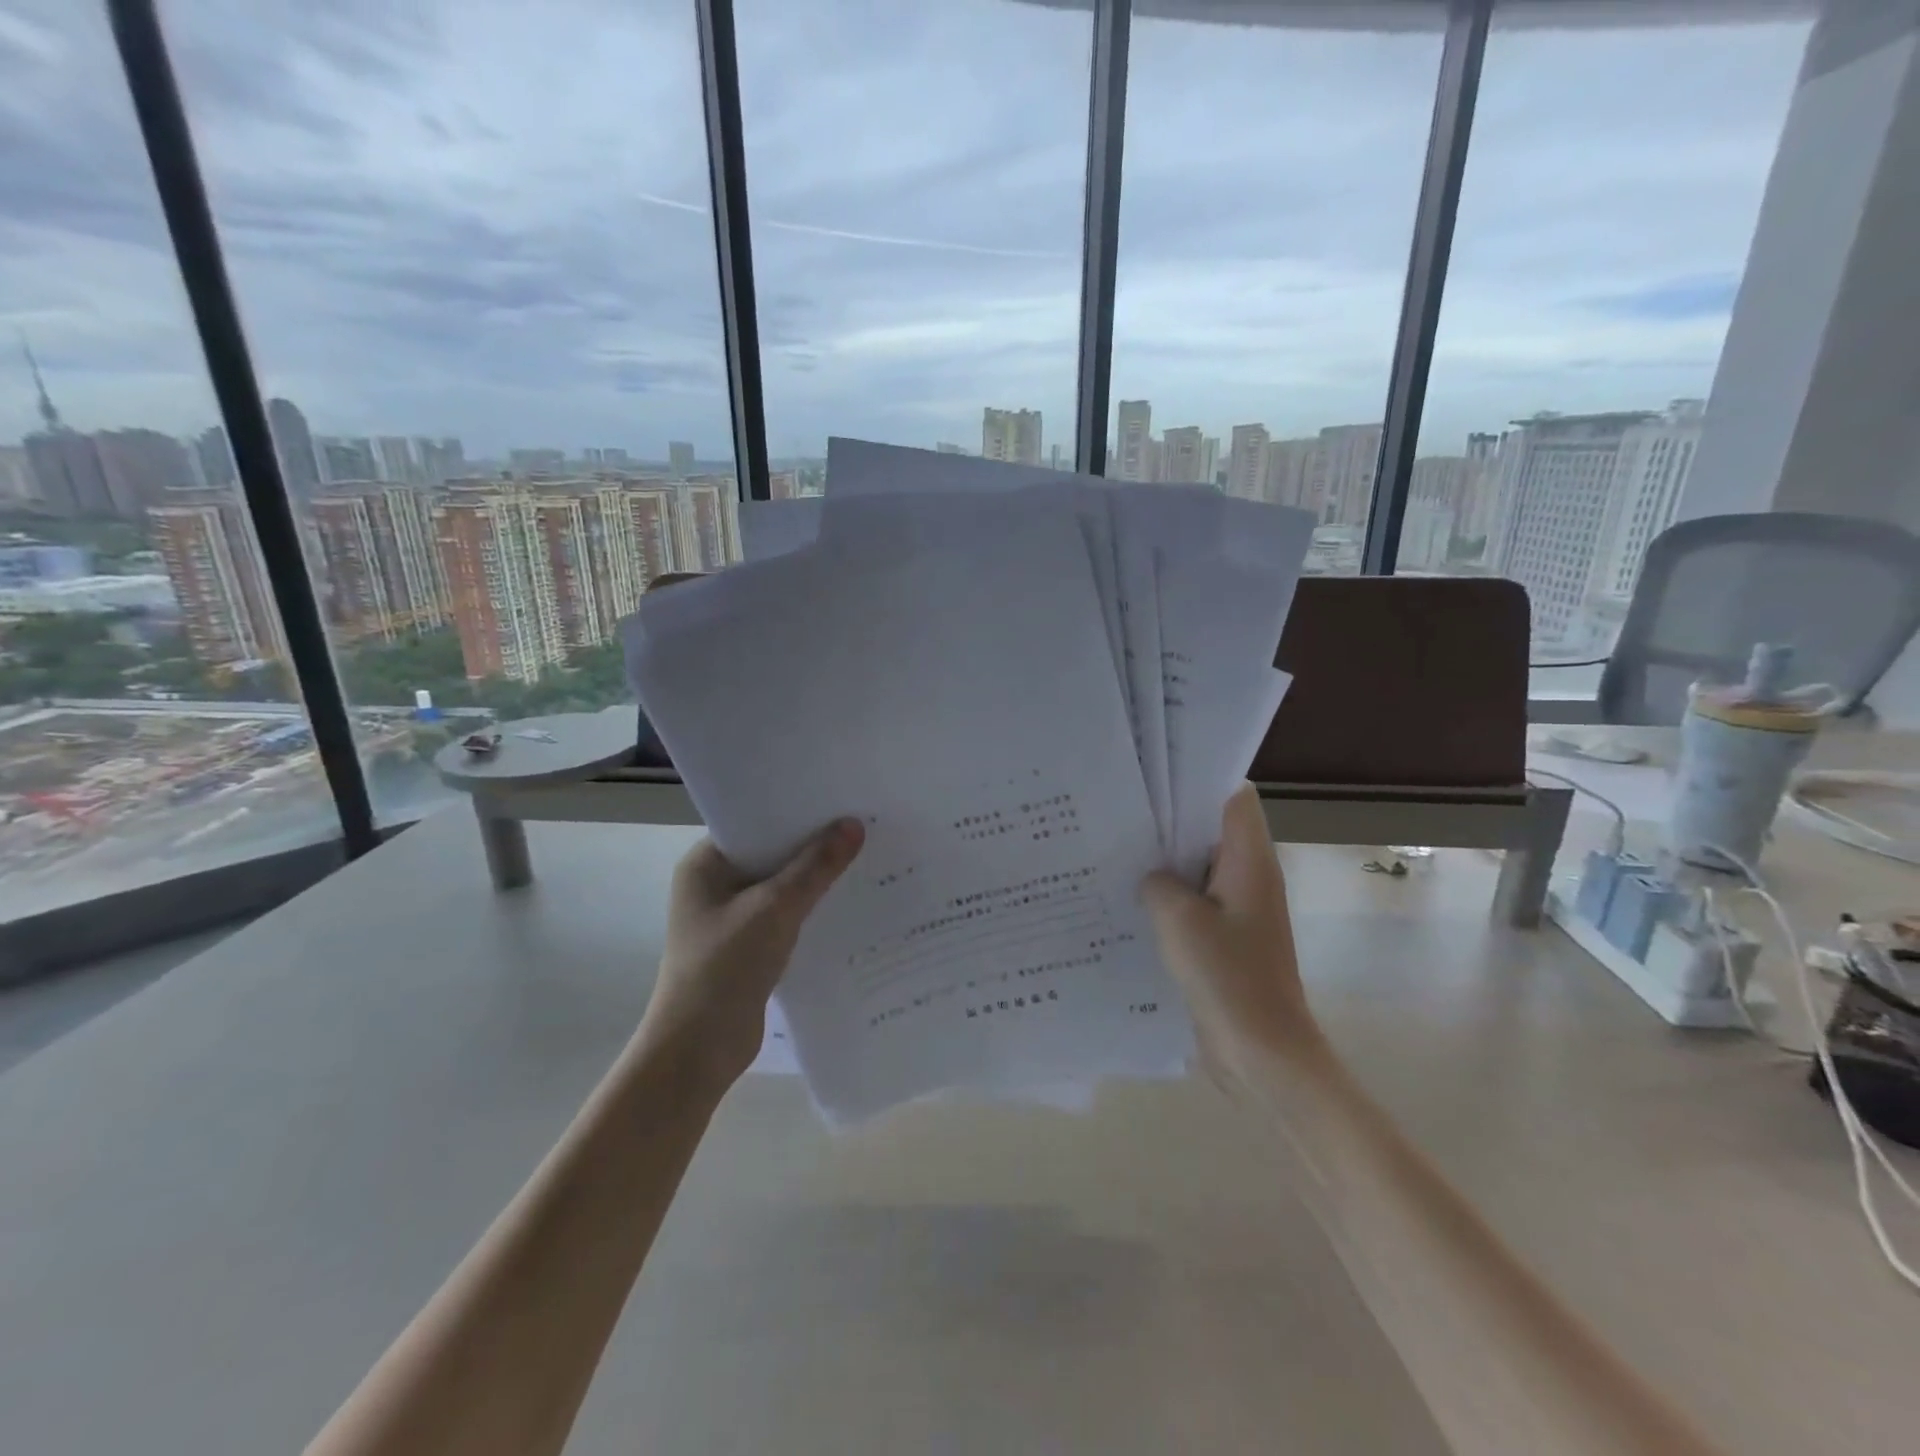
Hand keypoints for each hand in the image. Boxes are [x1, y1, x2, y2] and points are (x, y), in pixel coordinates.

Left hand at [639, 819, 864, 1094]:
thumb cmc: (725, 967)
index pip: (755, 821)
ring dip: (816, 878)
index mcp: (705, 863)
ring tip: (866, 857)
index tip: (839, 797)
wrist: (698, 1050)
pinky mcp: (748, 945)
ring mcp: (731, 916)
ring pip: (782, 885)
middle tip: (863, 823)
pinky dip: (812, 908)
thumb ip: (815, 867)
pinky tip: (850, 902)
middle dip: (813, 843)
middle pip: (772, 852)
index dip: (796, 809)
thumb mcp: (775, 909)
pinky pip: (786, 914)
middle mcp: (715, 884)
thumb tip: (853, 825)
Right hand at [1141, 783, 1327, 1085]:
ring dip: (1165, 863)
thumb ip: (1157, 883)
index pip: (1232, 797)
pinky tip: (1128, 903)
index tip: (1152, 779)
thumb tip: (1151, 878)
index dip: (1197, 781)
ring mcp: (1240, 910)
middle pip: (1210, 830)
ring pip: (1199, 868)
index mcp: (1249, 860)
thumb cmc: (1228, 978)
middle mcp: (1249, 876)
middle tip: (1119, 813)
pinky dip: (1168, 898)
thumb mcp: (1178, 920)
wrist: (1263, 1055)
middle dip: (1169, 821)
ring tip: (1114, 852)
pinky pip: (1196, 903)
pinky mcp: (1227, 939)